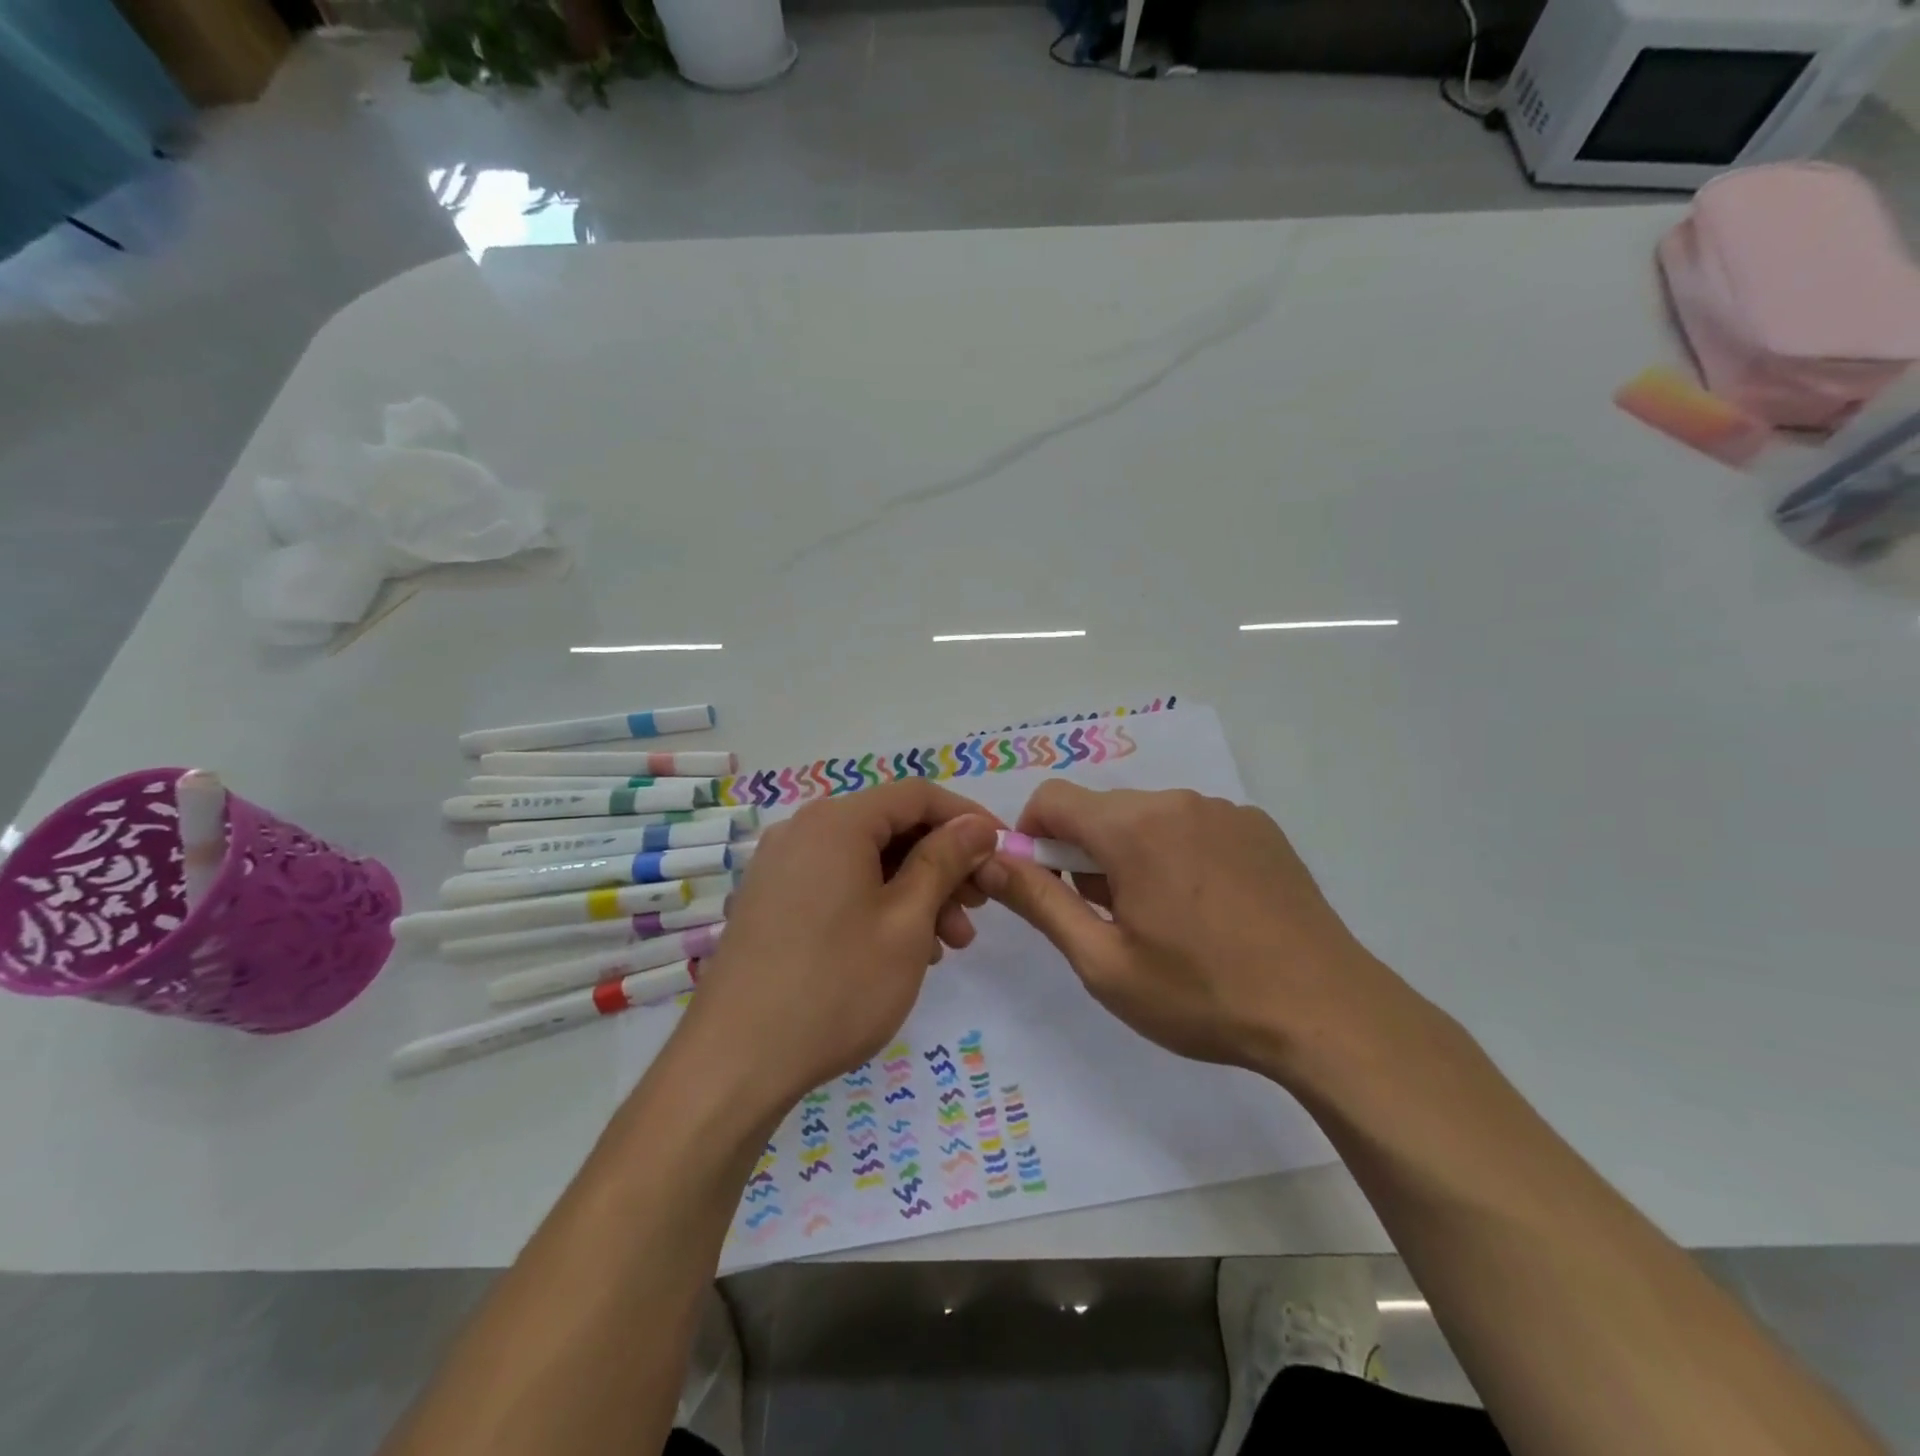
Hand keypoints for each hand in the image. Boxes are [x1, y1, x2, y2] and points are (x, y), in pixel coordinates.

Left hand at [677, 781, 1001, 1115]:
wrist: (735, 1063)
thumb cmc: (836, 985)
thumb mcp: (907, 921)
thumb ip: (944, 861)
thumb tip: (976, 826)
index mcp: (836, 822)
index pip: (917, 795)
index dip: (967, 818)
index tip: (1002, 853)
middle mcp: (803, 831)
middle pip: (890, 827)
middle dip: (943, 863)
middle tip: (977, 910)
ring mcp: (780, 867)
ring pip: (866, 861)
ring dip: (915, 891)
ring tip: (948, 944)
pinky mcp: (770, 902)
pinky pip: (838, 884)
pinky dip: (878, 905)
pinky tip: (903, 950)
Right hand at [973, 783, 1411, 1082]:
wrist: (1326, 1013)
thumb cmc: (1202, 994)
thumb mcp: (1103, 962)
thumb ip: (1038, 902)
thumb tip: (989, 861)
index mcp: (1133, 827)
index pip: (1051, 798)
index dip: (1031, 837)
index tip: (1046, 887)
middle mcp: (1177, 802)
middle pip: (1101, 810)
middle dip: (1084, 855)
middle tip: (1109, 920)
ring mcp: (1226, 811)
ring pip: (1147, 818)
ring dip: (1132, 856)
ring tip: (1163, 922)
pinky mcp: (1260, 828)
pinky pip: (1193, 826)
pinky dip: (1177, 855)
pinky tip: (1208, 911)